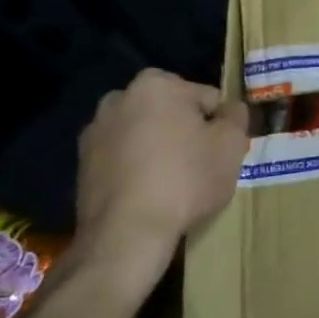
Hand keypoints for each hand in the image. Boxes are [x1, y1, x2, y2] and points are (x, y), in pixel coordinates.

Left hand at [75, 69, 249, 285]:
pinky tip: (148, 194)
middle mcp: (119, 98)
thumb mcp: (231, 145)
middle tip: (200, 165)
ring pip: (145, 134)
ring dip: (159, 148)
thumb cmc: (185, 179)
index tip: (222, 151)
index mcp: (156, 84)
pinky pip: (123, 158)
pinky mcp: (82, 164)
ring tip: (173, 183)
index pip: (206, 98)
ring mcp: (95, 131)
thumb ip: (236, 117)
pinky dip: (136, 168)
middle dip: (186, 132)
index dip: (220, 125)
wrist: (126, 233)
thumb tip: (231, 108)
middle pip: (171, 112)